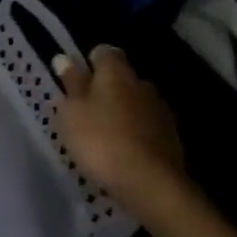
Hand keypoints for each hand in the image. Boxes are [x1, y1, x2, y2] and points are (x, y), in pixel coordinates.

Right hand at [53, 46, 190, 211]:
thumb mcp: (71, 112)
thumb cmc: (100, 140)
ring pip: (136, 103)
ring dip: (122, 112)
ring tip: (103, 133)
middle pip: (123, 78)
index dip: (91, 62)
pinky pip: (147, 127)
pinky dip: (135, 133)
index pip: (105, 53)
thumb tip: (65, 58)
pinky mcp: (171, 139)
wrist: (150, 183)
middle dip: (107, 88)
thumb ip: (71, 84)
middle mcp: (143, 85)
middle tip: (85, 109)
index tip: (77, 79)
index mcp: (116, 74)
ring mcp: (161, 112)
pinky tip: (122, 151)